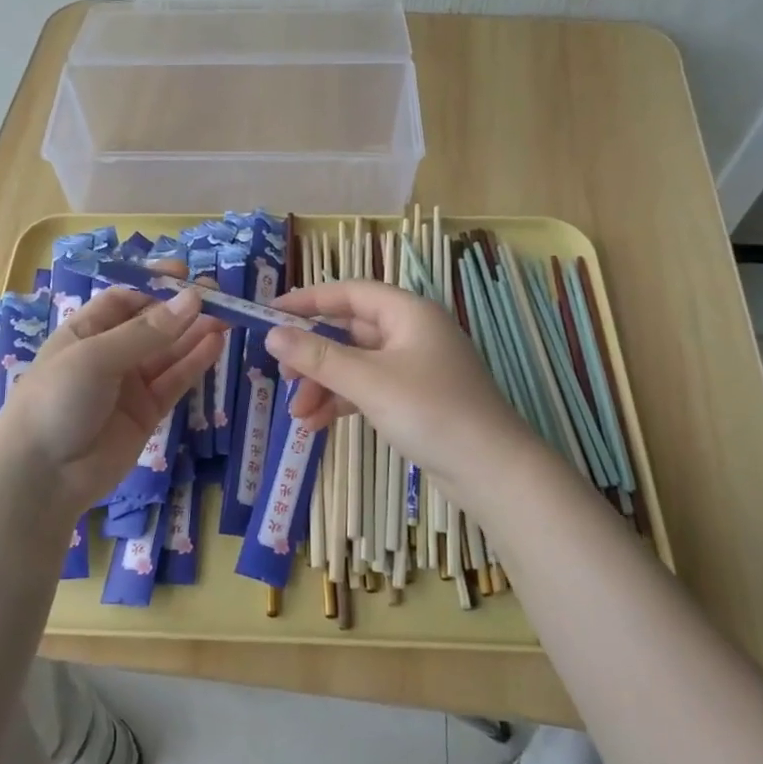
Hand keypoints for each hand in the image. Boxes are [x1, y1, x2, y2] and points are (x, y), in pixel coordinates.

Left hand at [0, 284, 222, 516]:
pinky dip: (195, 362)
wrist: (43, 476)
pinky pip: (175, 381)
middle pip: (152, 324)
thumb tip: (193, 300)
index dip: (154, 285)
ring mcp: (130, 385)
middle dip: (182, 309)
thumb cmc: (57, 400)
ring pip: (169, 352)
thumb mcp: (96, 357)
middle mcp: (109, 354)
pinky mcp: (147, 413)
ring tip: (228, 315)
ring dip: (195, 333)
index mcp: (85, 331)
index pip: (125, 299)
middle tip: (219, 295)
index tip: (186, 274)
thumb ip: (147, 333)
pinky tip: (216, 343)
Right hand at [267, 280, 534, 503]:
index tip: (270, 315)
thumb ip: (318, 357)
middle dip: (314, 355)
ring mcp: (415, 367)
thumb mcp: (368, 381)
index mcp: (408, 313)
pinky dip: (343, 402)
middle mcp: (412, 333)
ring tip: (298, 415)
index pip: (350, 293)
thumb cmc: (431, 411)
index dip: (308, 301)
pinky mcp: (416, 399)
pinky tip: (317, 424)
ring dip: (324, 385)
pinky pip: (369, 389)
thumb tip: (272, 334)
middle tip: (282, 375)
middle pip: (350, 331)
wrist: (492, 470)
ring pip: (357, 364)